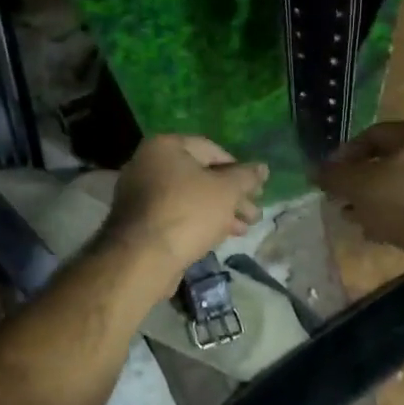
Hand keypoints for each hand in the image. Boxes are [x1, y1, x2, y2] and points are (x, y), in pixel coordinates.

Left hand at [103, 135, 268, 289]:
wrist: (144, 258)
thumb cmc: (188, 213)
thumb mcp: (226, 191)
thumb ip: (246, 177)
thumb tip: (263, 168)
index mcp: (165, 146)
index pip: (211, 150)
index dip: (238, 169)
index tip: (256, 189)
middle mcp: (147, 164)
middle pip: (200, 176)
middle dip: (231, 196)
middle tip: (254, 213)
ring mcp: (140, 194)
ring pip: (190, 198)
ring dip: (219, 212)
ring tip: (243, 229)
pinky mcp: (140, 222)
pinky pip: (176, 215)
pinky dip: (198, 222)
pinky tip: (219, 237)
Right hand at [314, 121, 403, 255]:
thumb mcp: (360, 185)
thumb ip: (334, 176)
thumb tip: (313, 171)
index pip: (371, 135)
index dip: (345, 154)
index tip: (327, 175)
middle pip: (386, 163)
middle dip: (358, 182)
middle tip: (337, 199)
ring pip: (398, 189)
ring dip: (373, 203)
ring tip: (351, 219)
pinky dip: (391, 219)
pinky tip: (375, 234)